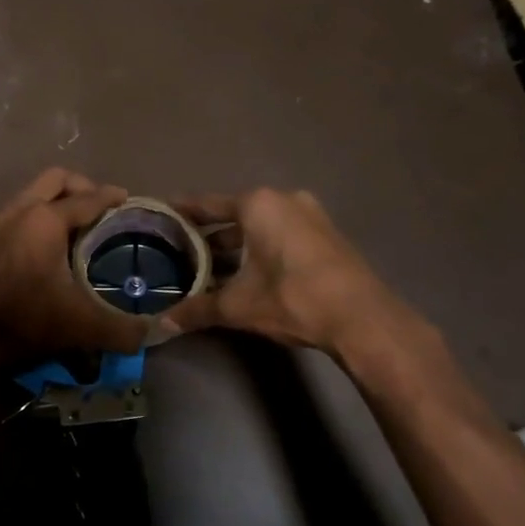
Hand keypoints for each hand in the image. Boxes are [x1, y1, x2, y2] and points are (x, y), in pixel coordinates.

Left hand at [0, 168, 148, 365]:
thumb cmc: (24, 322)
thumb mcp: (82, 327)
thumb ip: (125, 329)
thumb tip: (159, 332)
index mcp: (45, 220)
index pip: (88, 198)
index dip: (112, 198)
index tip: (129, 200)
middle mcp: (20, 211)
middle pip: (56, 180)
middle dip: (82, 187)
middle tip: (103, 209)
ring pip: (34, 193)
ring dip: (58, 200)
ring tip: (80, 226)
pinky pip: (20, 211)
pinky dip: (40, 215)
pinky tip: (50, 246)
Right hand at [166, 188, 401, 354]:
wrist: (362, 318)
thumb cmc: (292, 297)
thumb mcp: (238, 305)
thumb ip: (198, 309)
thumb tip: (163, 325)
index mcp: (258, 205)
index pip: (208, 204)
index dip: (183, 211)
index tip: (162, 213)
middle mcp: (284, 201)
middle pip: (235, 215)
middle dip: (209, 236)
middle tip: (181, 250)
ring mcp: (310, 216)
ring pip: (260, 227)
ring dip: (236, 246)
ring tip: (209, 268)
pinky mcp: (326, 236)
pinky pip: (281, 236)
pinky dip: (261, 250)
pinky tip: (247, 275)